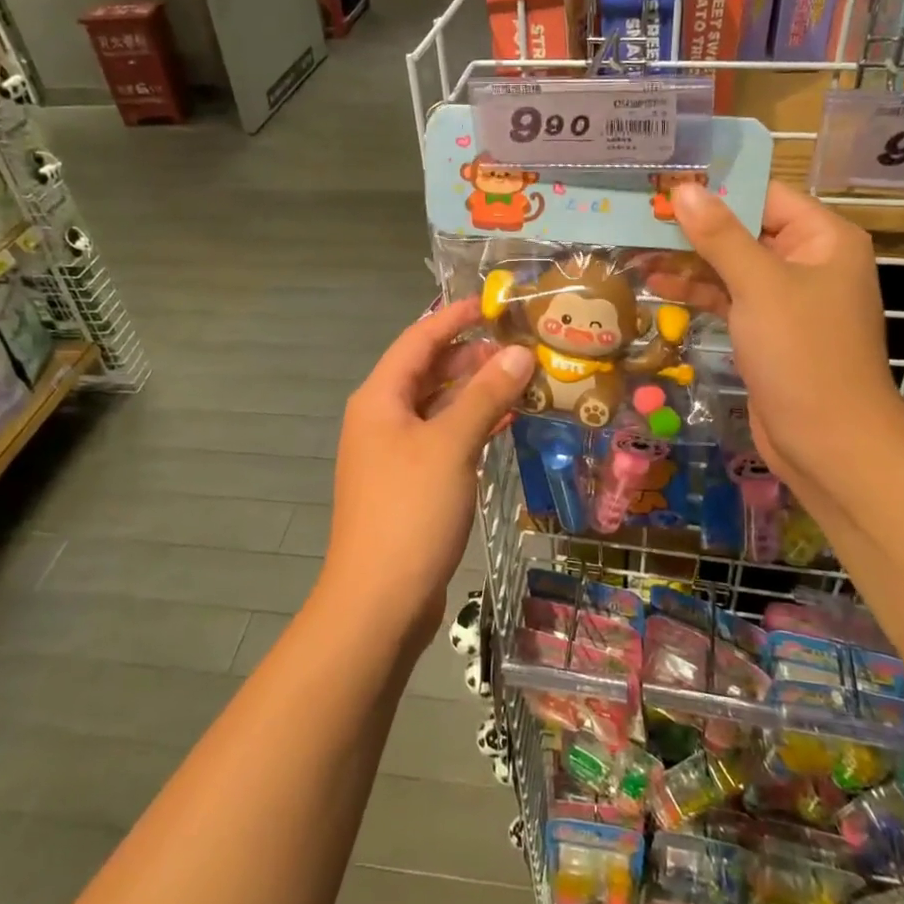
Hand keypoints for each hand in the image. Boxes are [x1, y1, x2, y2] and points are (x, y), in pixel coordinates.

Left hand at [320, 299, 535, 648]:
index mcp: (380, 398)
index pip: (419, 339)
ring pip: (438, 406)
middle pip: (428, 371)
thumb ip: (485, 395)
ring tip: (524, 379)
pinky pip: (443, 438)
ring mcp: (394, 452)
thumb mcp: (451, 445)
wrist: (379, 600)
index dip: (455, 317)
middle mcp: (382, 418)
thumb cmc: (410, 511)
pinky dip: (472, 425)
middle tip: (522, 346)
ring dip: (476, 391)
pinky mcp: (410, 482)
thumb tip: (518, 353)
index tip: (495, 303)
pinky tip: (507, 422)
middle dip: (472, 355)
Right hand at [667, 182, 903, 484]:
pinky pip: (729, 298)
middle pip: (745, 230)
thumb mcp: (759, 286)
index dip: (715, 190)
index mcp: (824, 239)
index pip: (764, 196)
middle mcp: (809, 262)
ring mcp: (787, 299)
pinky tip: (658, 285)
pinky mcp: (767, 330)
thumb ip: (719, 236)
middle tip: (639, 216)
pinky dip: (698, 292)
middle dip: (694, 227)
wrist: (828, 442)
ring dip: (689, 261)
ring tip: (637, 251)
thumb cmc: (802, 353)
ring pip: (732, 266)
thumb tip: (683, 189)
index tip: (663, 185)